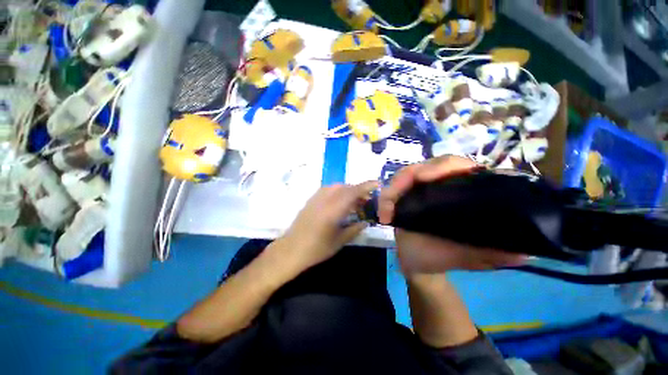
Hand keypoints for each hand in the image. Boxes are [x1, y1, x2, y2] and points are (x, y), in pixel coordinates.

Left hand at [279, 181, 378, 270]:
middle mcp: (325, 200)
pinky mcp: (311, 200)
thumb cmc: (317, 249)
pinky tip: (339, 201)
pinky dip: (338, 191)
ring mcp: (316, 198)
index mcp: (333, 210)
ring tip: (354, 201)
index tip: (377, 184)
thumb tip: (366, 222)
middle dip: (358, 190)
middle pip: (345, 187)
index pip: (352, 192)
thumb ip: (354, 229)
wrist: (291, 250)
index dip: (366, 186)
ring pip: (336, 187)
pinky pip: (327, 189)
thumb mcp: (339, 241)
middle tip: (366, 200)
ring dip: (348, 190)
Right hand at [378, 156, 525, 273]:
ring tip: (386, 213)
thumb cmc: (443, 258)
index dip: (443, 166)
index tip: (423, 178)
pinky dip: (384, 200)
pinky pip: (390, 190)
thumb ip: (494, 253)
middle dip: (407, 177)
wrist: (417, 264)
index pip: (458, 166)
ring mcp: (417, 190)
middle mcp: (439, 186)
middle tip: (395, 195)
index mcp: (461, 193)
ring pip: (403, 175)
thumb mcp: (470, 258)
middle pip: (424, 166)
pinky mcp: (401, 197)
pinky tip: (383, 216)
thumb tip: (525, 251)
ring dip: (391, 191)